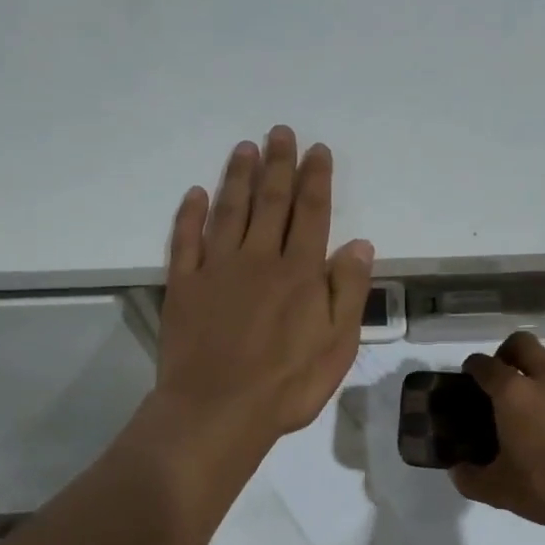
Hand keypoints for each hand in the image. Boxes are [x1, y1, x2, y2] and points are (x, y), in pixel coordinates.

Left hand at [155, 127, 373, 456]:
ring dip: (238, 177)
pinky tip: (195, 194)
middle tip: (280, 133)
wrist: (216, 411)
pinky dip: (190, 215)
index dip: (316, 179)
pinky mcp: (184, 285)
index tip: (318, 151)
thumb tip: (360, 244)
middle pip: (271, 202)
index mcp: (300, 272)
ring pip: (229, 211)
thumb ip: (348, 292)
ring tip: (245, 148)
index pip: (312, 213)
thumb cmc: (286, 385)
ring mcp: (217, 269)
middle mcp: (259, 259)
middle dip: (278, 165)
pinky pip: (186, 240)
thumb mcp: (338, 346)